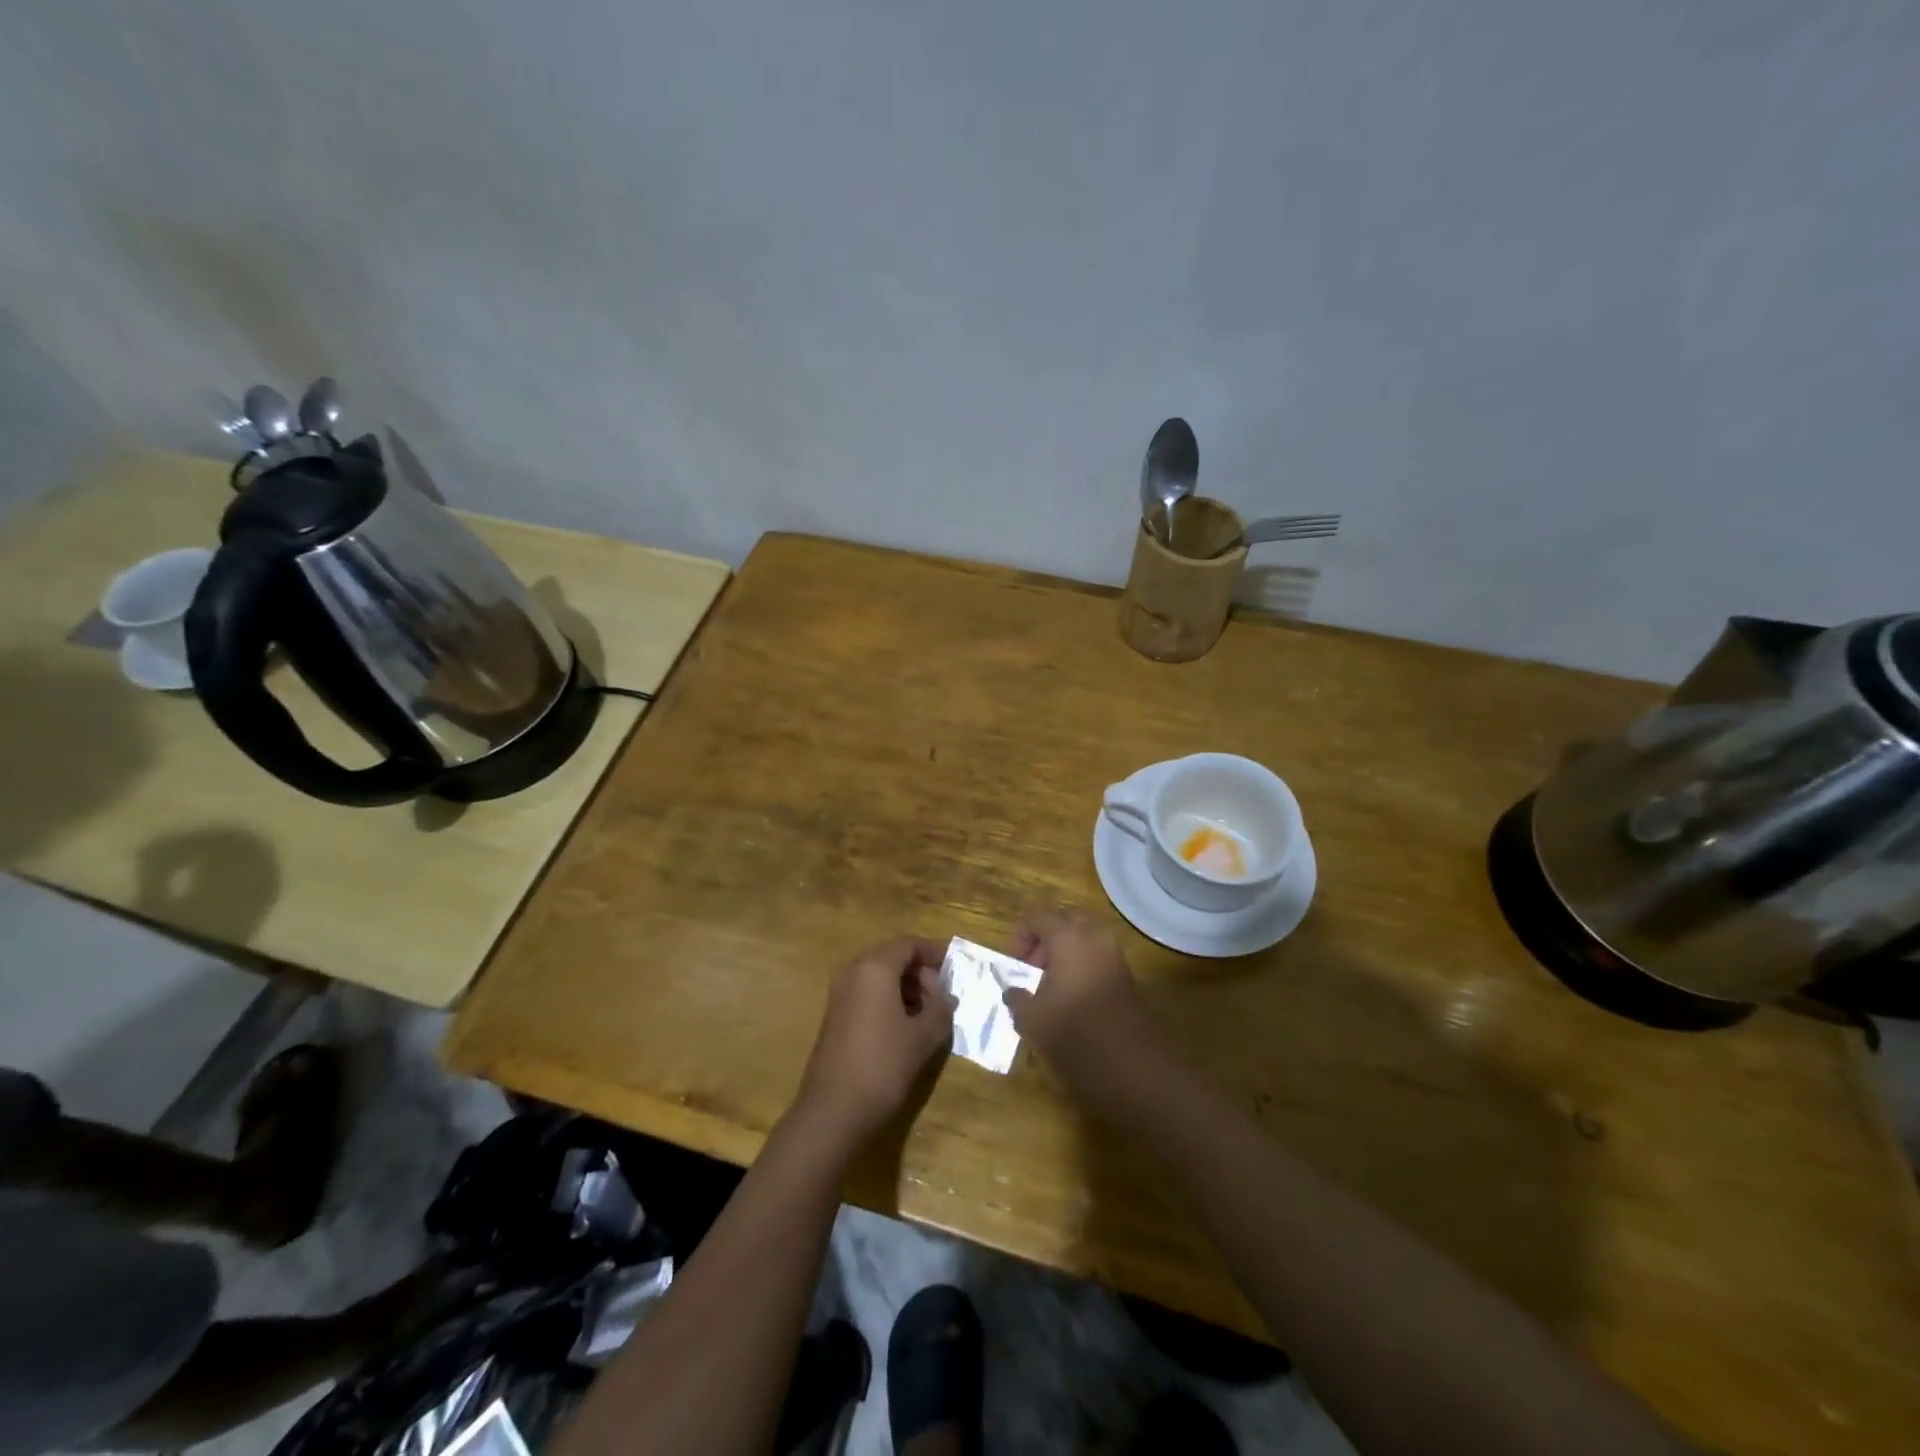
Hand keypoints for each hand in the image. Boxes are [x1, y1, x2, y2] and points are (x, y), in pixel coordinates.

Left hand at [796, 937, 955, 1139]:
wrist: (833, 1111)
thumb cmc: (883, 1065)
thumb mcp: (924, 1037)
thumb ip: (941, 1008)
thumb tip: (946, 996)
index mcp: (875, 967)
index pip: (909, 944)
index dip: (934, 952)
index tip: (954, 968)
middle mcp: (853, 970)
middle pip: (892, 955)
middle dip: (919, 970)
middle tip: (941, 995)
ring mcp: (839, 992)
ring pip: (878, 974)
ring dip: (904, 985)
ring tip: (927, 1012)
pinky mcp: (834, 1013)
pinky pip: (866, 991)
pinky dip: (887, 997)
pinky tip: (904, 1024)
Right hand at [1002, 908, 1157, 1083]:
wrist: (1127, 1061)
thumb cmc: (1072, 1030)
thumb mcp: (1031, 1018)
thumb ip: (1016, 997)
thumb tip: (1012, 991)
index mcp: (1068, 936)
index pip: (1038, 917)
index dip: (1020, 936)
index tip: (1013, 963)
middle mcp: (1094, 935)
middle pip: (1064, 921)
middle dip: (1045, 939)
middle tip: (1032, 967)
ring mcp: (1114, 953)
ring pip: (1084, 938)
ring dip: (1064, 952)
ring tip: (1049, 984)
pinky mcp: (1126, 973)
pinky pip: (1097, 955)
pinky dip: (1081, 964)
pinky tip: (1070, 995)